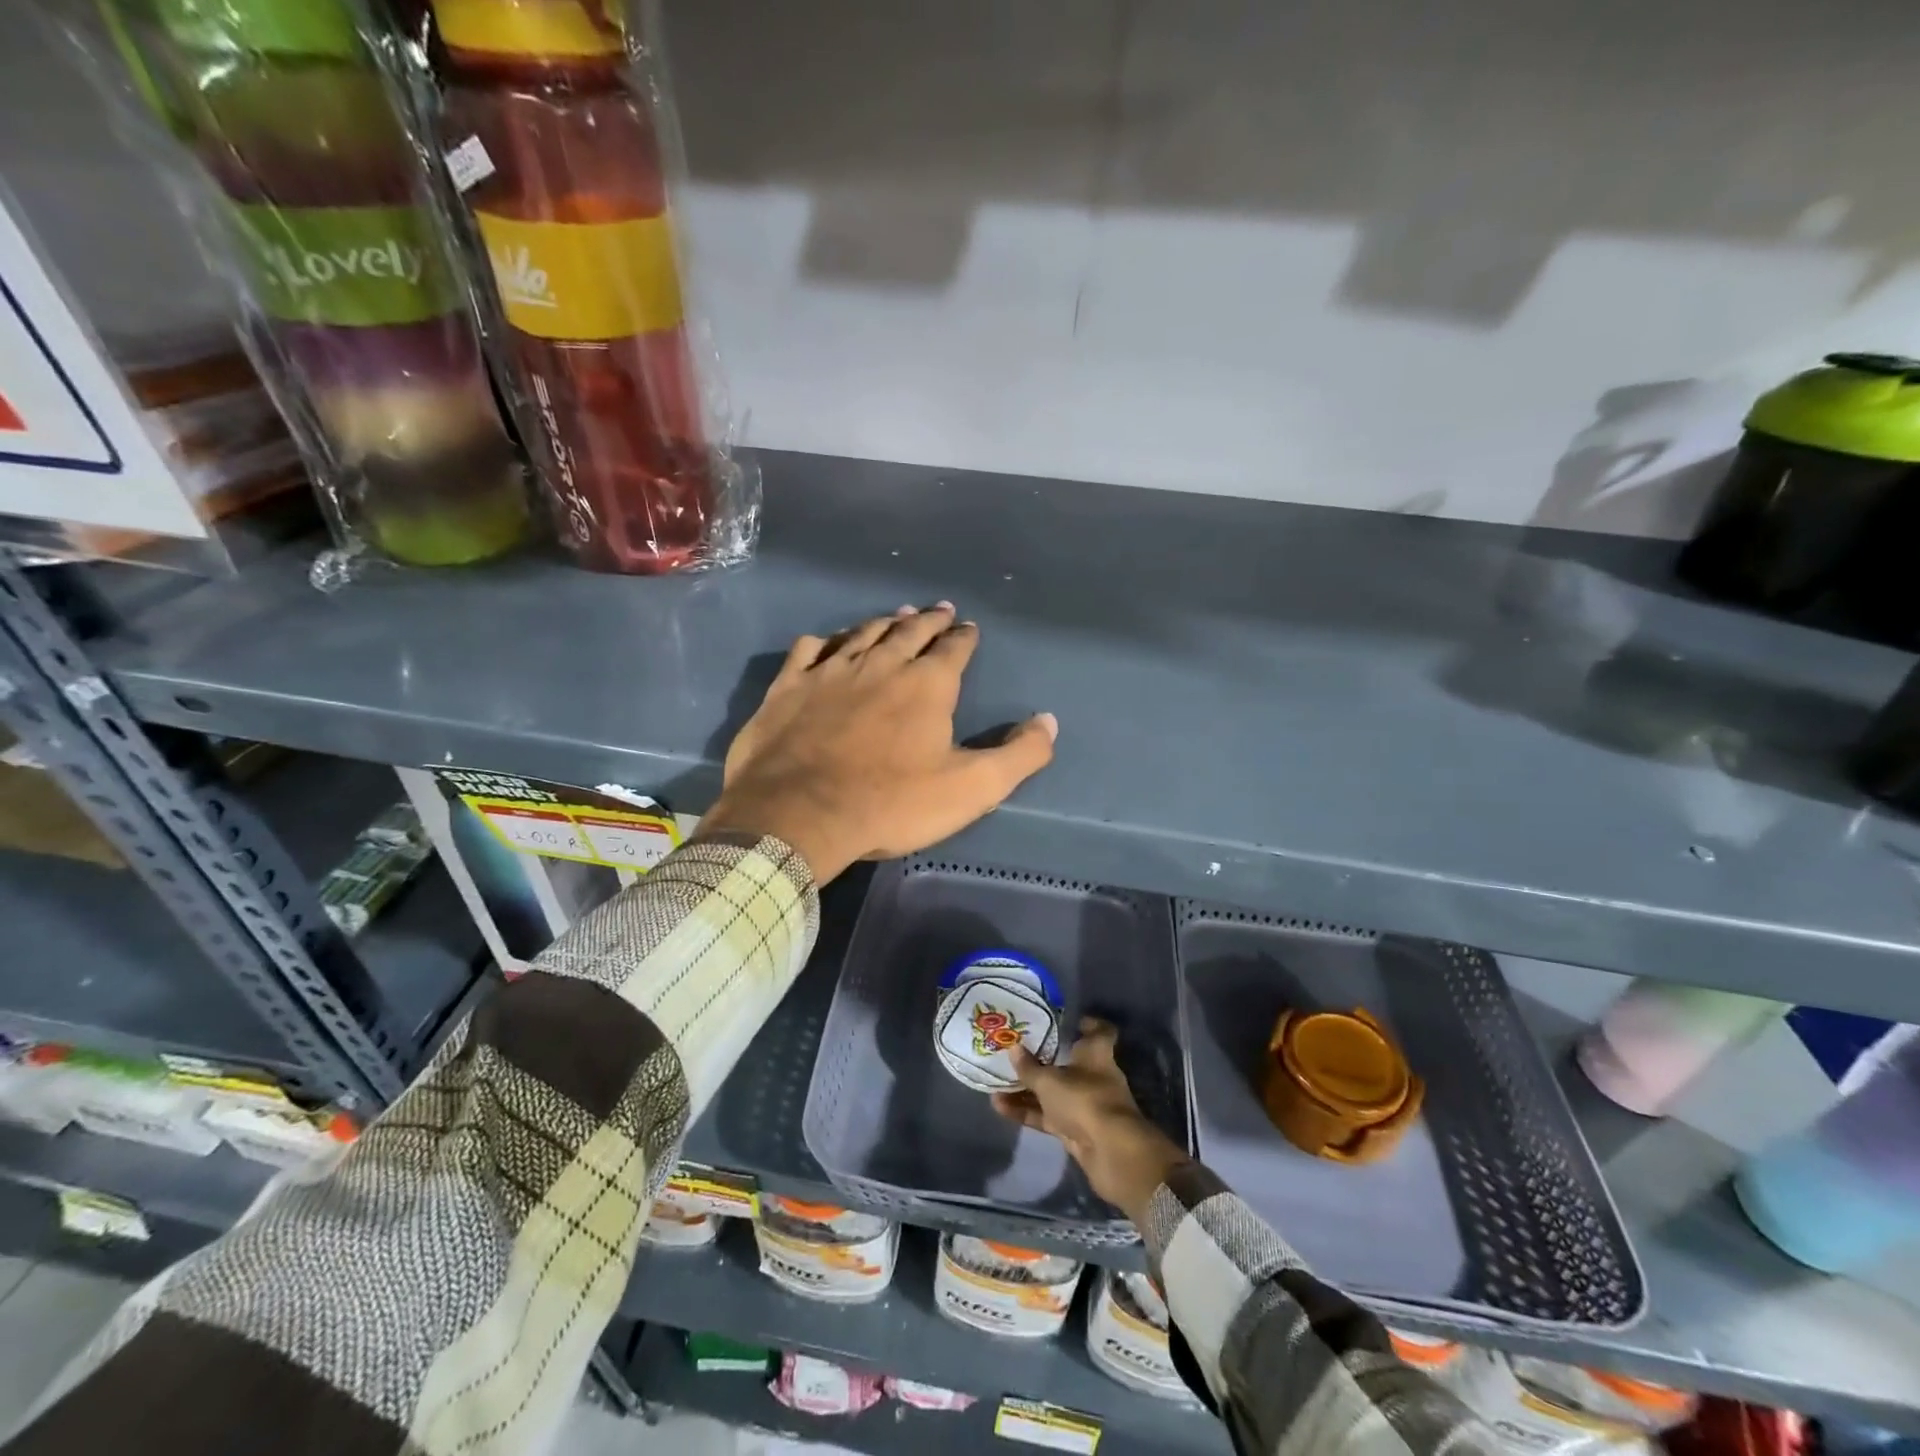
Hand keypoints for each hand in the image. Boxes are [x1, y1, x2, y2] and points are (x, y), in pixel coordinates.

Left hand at [701, 605, 1056, 882]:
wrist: (799, 814)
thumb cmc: (891, 803)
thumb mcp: (972, 789)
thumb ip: (1019, 755)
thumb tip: (1049, 721)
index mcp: (927, 685)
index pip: (954, 649)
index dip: (964, 637)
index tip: (969, 628)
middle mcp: (881, 664)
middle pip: (910, 630)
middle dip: (929, 619)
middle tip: (939, 609)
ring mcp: (831, 671)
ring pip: (863, 633)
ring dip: (883, 622)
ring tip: (896, 614)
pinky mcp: (790, 686)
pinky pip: (810, 650)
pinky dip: (824, 642)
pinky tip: (826, 643)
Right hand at [992, 1018, 1186, 1223]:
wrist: (1111, 1154)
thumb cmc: (1084, 1099)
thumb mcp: (1049, 1081)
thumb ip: (1029, 1067)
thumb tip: (1013, 1048)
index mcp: (1097, 1054)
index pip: (1100, 1032)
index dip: (1087, 1024)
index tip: (1064, 1020)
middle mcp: (1094, 1077)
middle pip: (1069, 1063)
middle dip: (1043, 1060)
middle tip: (1015, 1052)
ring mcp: (1086, 1105)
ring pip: (1054, 1093)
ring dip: (1028, 1090)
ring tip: (997, 1083)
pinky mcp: (1076, 1131)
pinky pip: (1048, 1117)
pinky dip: (1027, 1112)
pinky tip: (1000, 1108)